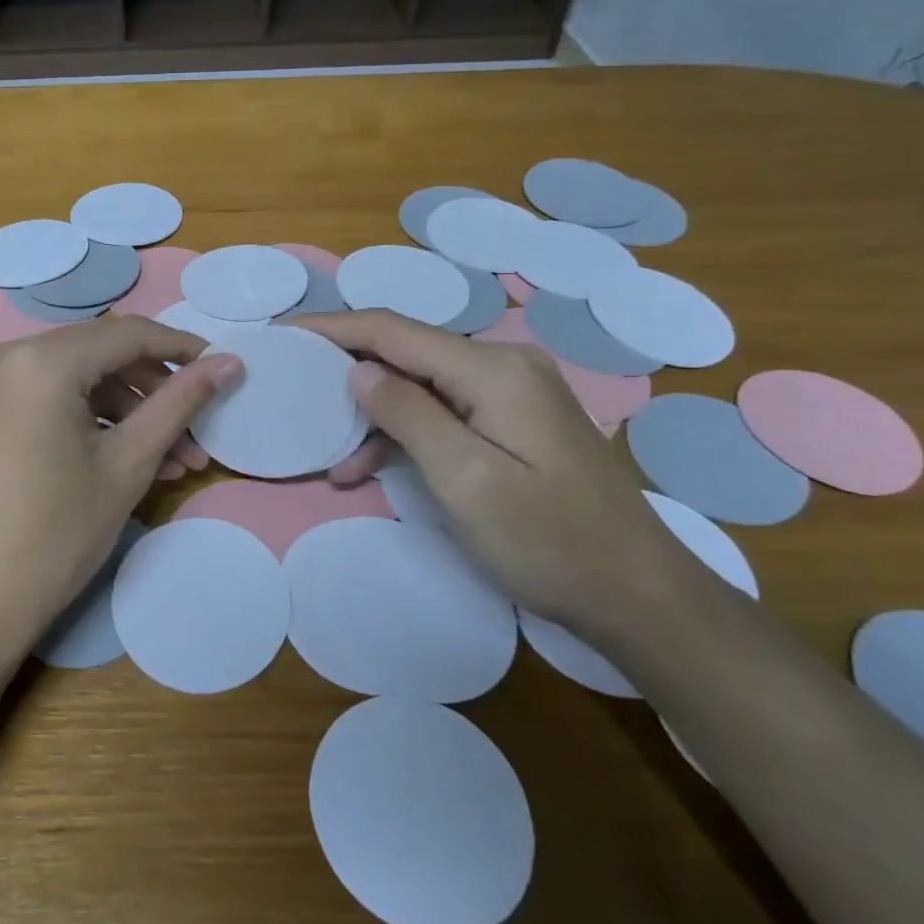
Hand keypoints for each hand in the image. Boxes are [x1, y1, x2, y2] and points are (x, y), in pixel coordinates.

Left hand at [0, 315, 242, 659]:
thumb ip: (180, 403)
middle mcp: (6, 354)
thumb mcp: (129, 463)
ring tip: (174, 460)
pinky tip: (129, 458)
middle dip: (154, 390)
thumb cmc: (57, 534)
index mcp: (41, 361)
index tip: (220, 368)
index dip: (180, 347)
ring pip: (78, 377)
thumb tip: (230, 363)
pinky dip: (91, 418)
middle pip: (100, 353)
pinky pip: (50, 395)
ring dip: (128, 410)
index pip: (127, 334)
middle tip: (196, 431)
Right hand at [287, 310, 689, 633]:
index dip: (333, 328)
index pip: (393, 330)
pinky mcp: (514, 421)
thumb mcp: (466, 481)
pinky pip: (444, 411)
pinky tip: (374, 468)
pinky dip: (406, 434)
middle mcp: (503, 366)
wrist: (640, 595)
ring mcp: (512, 393)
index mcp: (493, 370)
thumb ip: (408, 415)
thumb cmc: (550, 542)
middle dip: (347, 373)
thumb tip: (358, 371)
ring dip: (375, 417)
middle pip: (405, 352)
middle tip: (296, 395)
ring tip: (334, 461)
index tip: (284, 333)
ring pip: (421, 385)